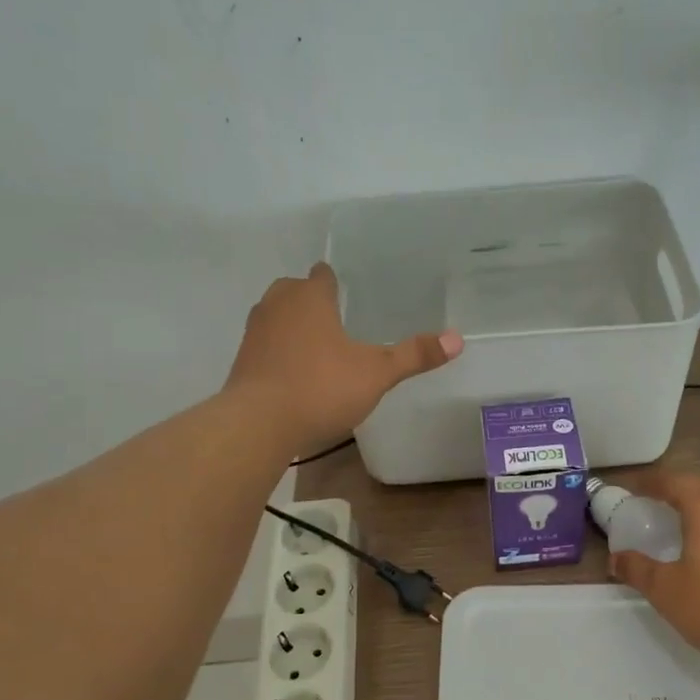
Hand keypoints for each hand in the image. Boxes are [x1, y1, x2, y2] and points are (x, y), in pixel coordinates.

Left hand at [227, 262, 462, 454]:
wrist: (257, 424)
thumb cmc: (321, 387)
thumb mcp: (376, 373)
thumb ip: (414, 355)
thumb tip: (458, 339)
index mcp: (310, 297)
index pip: (322, 274)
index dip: (334, 281)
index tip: (347, 292)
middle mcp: (277, 305)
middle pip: (294, 290)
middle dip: (311, 300)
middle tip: (336, 319)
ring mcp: (254, 332)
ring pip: (275, 316)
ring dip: (292, 325)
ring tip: (317, 346)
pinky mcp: (242, 361)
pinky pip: (265, 345)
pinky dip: (278, 352)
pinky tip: (294, 373)